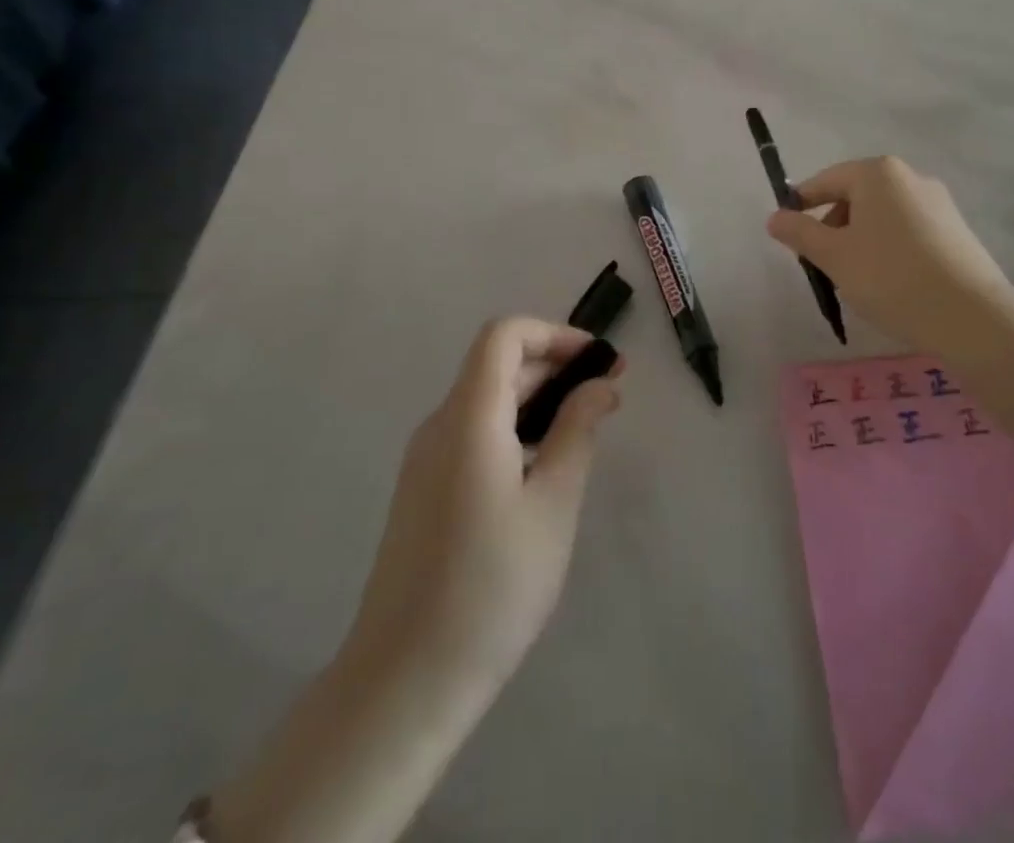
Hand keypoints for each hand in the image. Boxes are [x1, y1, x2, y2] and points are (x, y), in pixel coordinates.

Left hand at [341, 318, 623, 698]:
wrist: (405, 680)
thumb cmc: (492, 585)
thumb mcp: (553, 503)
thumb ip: (577, 431)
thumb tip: (600, 385)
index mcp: (468, 416)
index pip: (504, 336)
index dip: (554, 334)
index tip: (598, 361)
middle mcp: (439, 425)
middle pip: (496, 365)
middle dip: (554, 365)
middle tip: (608, 393)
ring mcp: (426, 460)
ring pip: (485, 400)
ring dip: (537, 398)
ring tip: (585, 429)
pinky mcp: (424, 491)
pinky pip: (473, 433)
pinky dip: (514, 428)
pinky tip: (543, 468)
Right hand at [767, 156, 1013, 355]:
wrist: (971, 316)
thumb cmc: (890, 277)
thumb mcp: (833, 256)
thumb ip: (799, 232)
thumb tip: (775, 217)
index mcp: (878, 173)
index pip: (826, 181)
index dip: (801, 205)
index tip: (788, 234)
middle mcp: (910, 177)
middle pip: (855, 196)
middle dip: (833, 227)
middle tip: (822, 264)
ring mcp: (938, 203)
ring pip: (882, 216)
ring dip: (860, 240)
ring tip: (856, 279)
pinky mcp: (956, 230)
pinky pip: (908, 231)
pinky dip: (889, 249)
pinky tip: (890, 284)